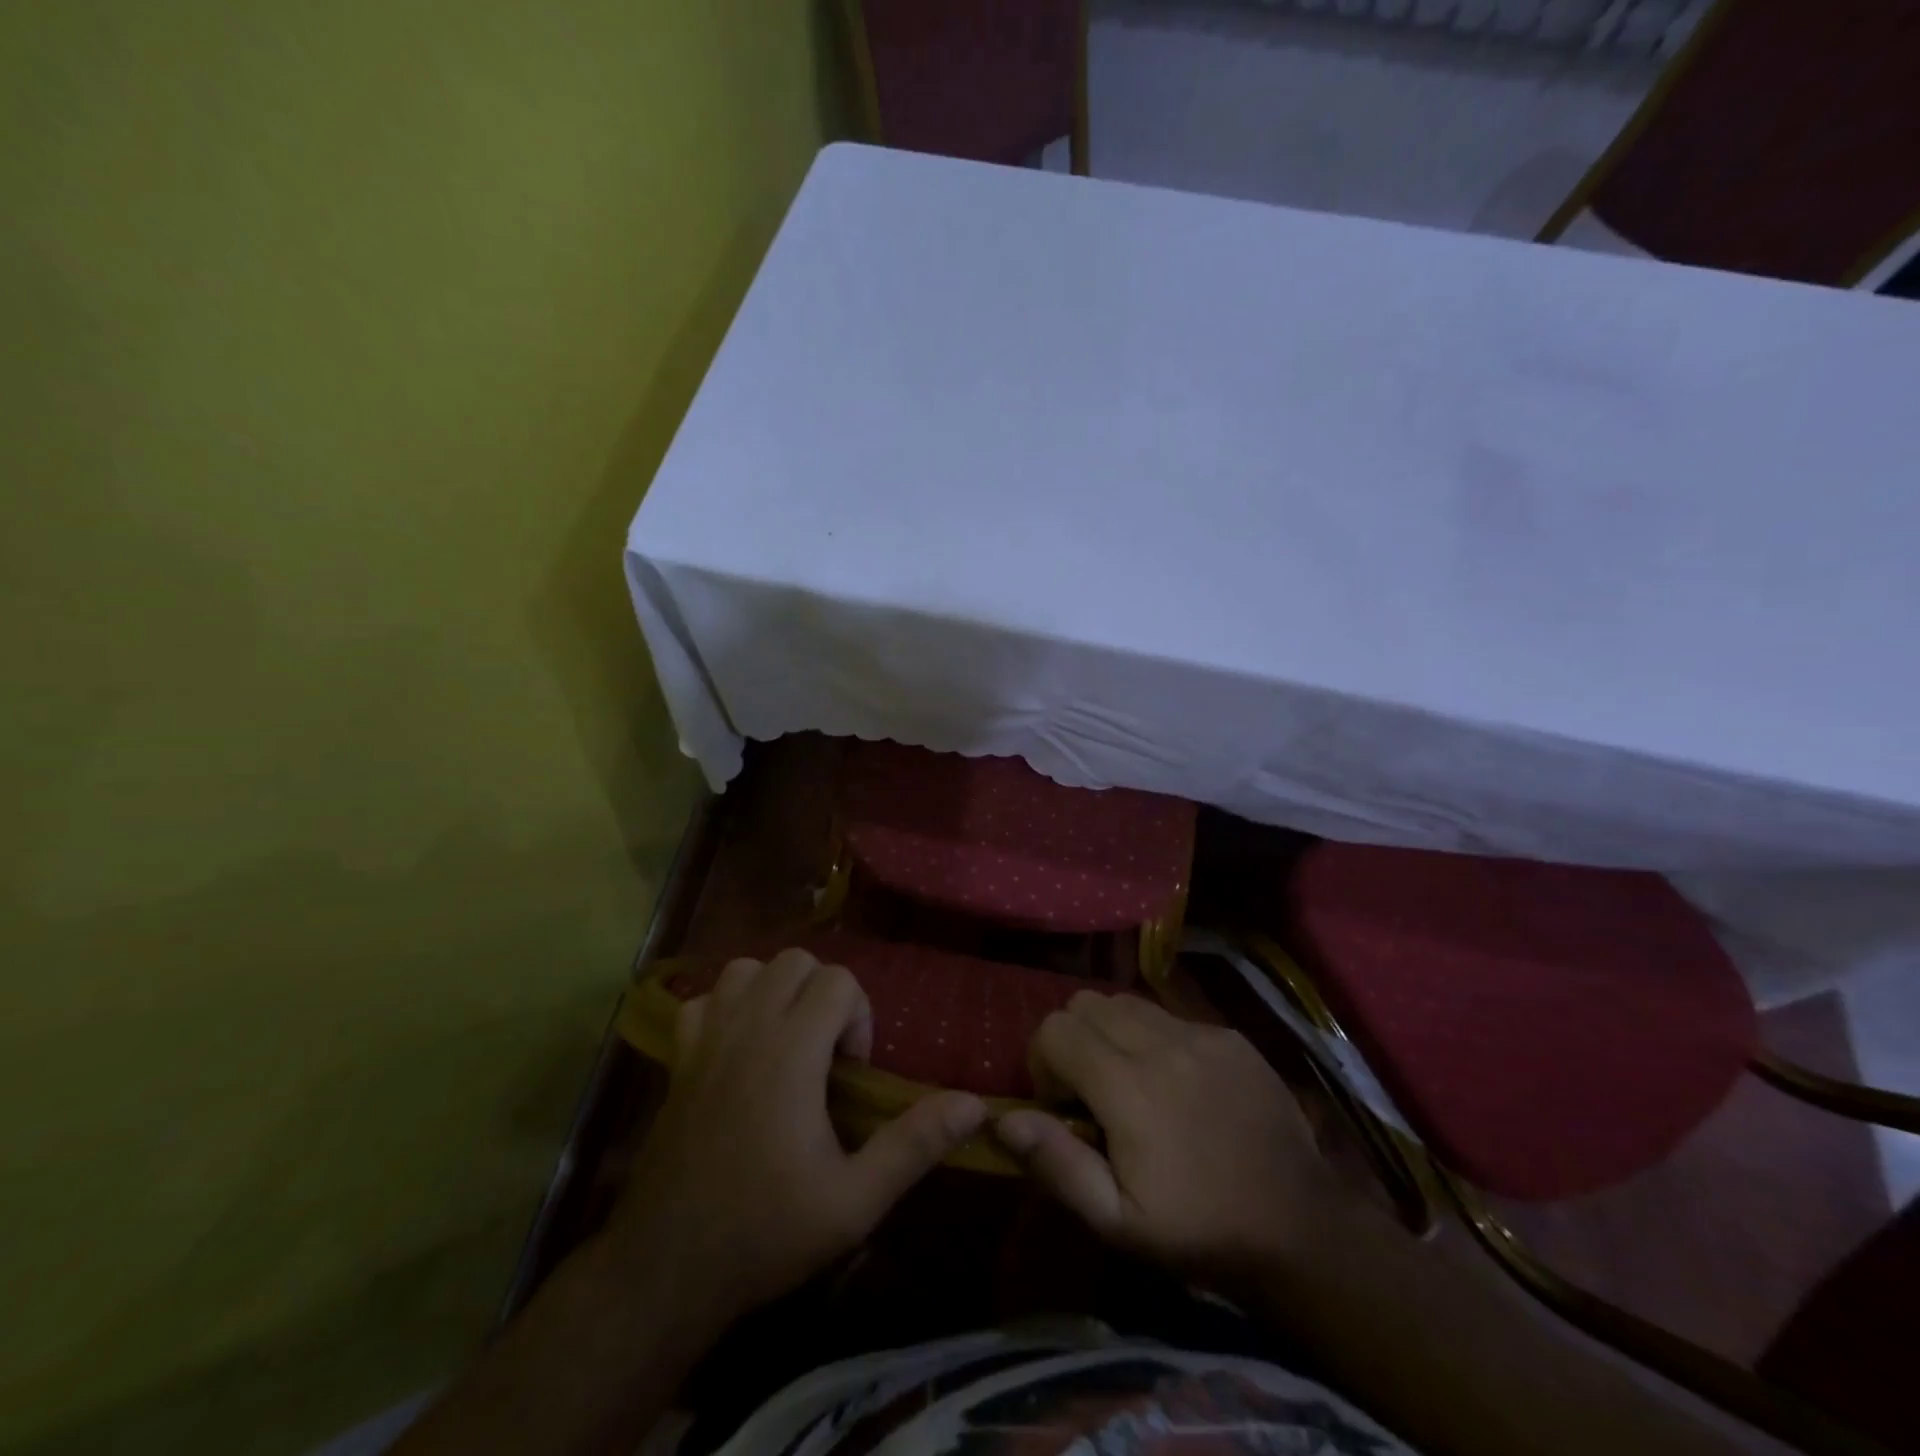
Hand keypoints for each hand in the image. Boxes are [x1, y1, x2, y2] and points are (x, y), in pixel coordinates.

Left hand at [601, 948, 986, 1331]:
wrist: (665, 1270)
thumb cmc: (765, 1232)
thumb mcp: (855, 1201)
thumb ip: (914, 1145)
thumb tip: (975, 1105)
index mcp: (790, 1051)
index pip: (837, 980)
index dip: (858, 1016)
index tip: (852, 1072)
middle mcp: (747, 1029)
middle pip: (796, 962)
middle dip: (823, 994)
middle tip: (827, 1054)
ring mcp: (706, 1039)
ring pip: (747, 969)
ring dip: (776, 991)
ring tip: (788, 1041)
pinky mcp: (678, 1059)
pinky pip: (704, 1000)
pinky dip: (728, 1007)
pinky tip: (740, 1048)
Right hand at [996, 992, 1339, 1278]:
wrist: (1300, 1228)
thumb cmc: (1199, 1231)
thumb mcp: (1118, 1222)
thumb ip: (1056, 1164)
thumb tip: (1004, 1118)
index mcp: (1130, 1087)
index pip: (1055, 1029)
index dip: (1044, 1061)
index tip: (1062, 1103)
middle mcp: (1162, 1044)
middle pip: (1086, 1003)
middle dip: (1073, 1039)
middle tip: (1091, 1088)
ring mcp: (1201, 1034)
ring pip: (1126, 1001)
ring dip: (1111, 1031)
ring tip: (1129, 1080)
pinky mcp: (1229, 1035)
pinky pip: (1170, 1014)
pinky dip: (1154, 1037)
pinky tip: (1176, 1082)